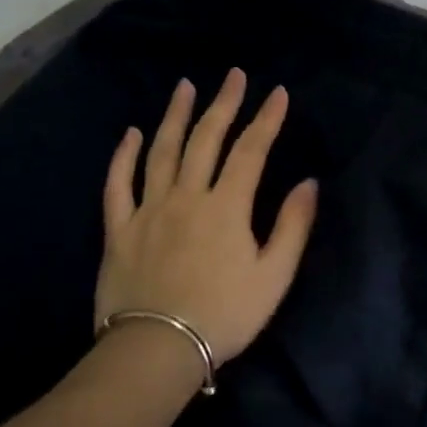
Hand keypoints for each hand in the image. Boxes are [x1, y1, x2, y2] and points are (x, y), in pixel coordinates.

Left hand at [96, 70, 318, 364]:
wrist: (157, 350)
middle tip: (233, 76)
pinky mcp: (119, 228)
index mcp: (227, 206)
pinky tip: (131, 134)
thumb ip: (292, 226)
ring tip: (185, 87)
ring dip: (175, 116)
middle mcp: (187, 196)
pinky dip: (123, 156)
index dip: (266, 119)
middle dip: (223, 104)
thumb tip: (308, 183)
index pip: (251, 150)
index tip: (277, 92)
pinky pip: (118, 184)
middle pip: (206, 139)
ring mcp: (149, 209)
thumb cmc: (224, 315)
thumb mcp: (274, 276)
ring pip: (162, 151)